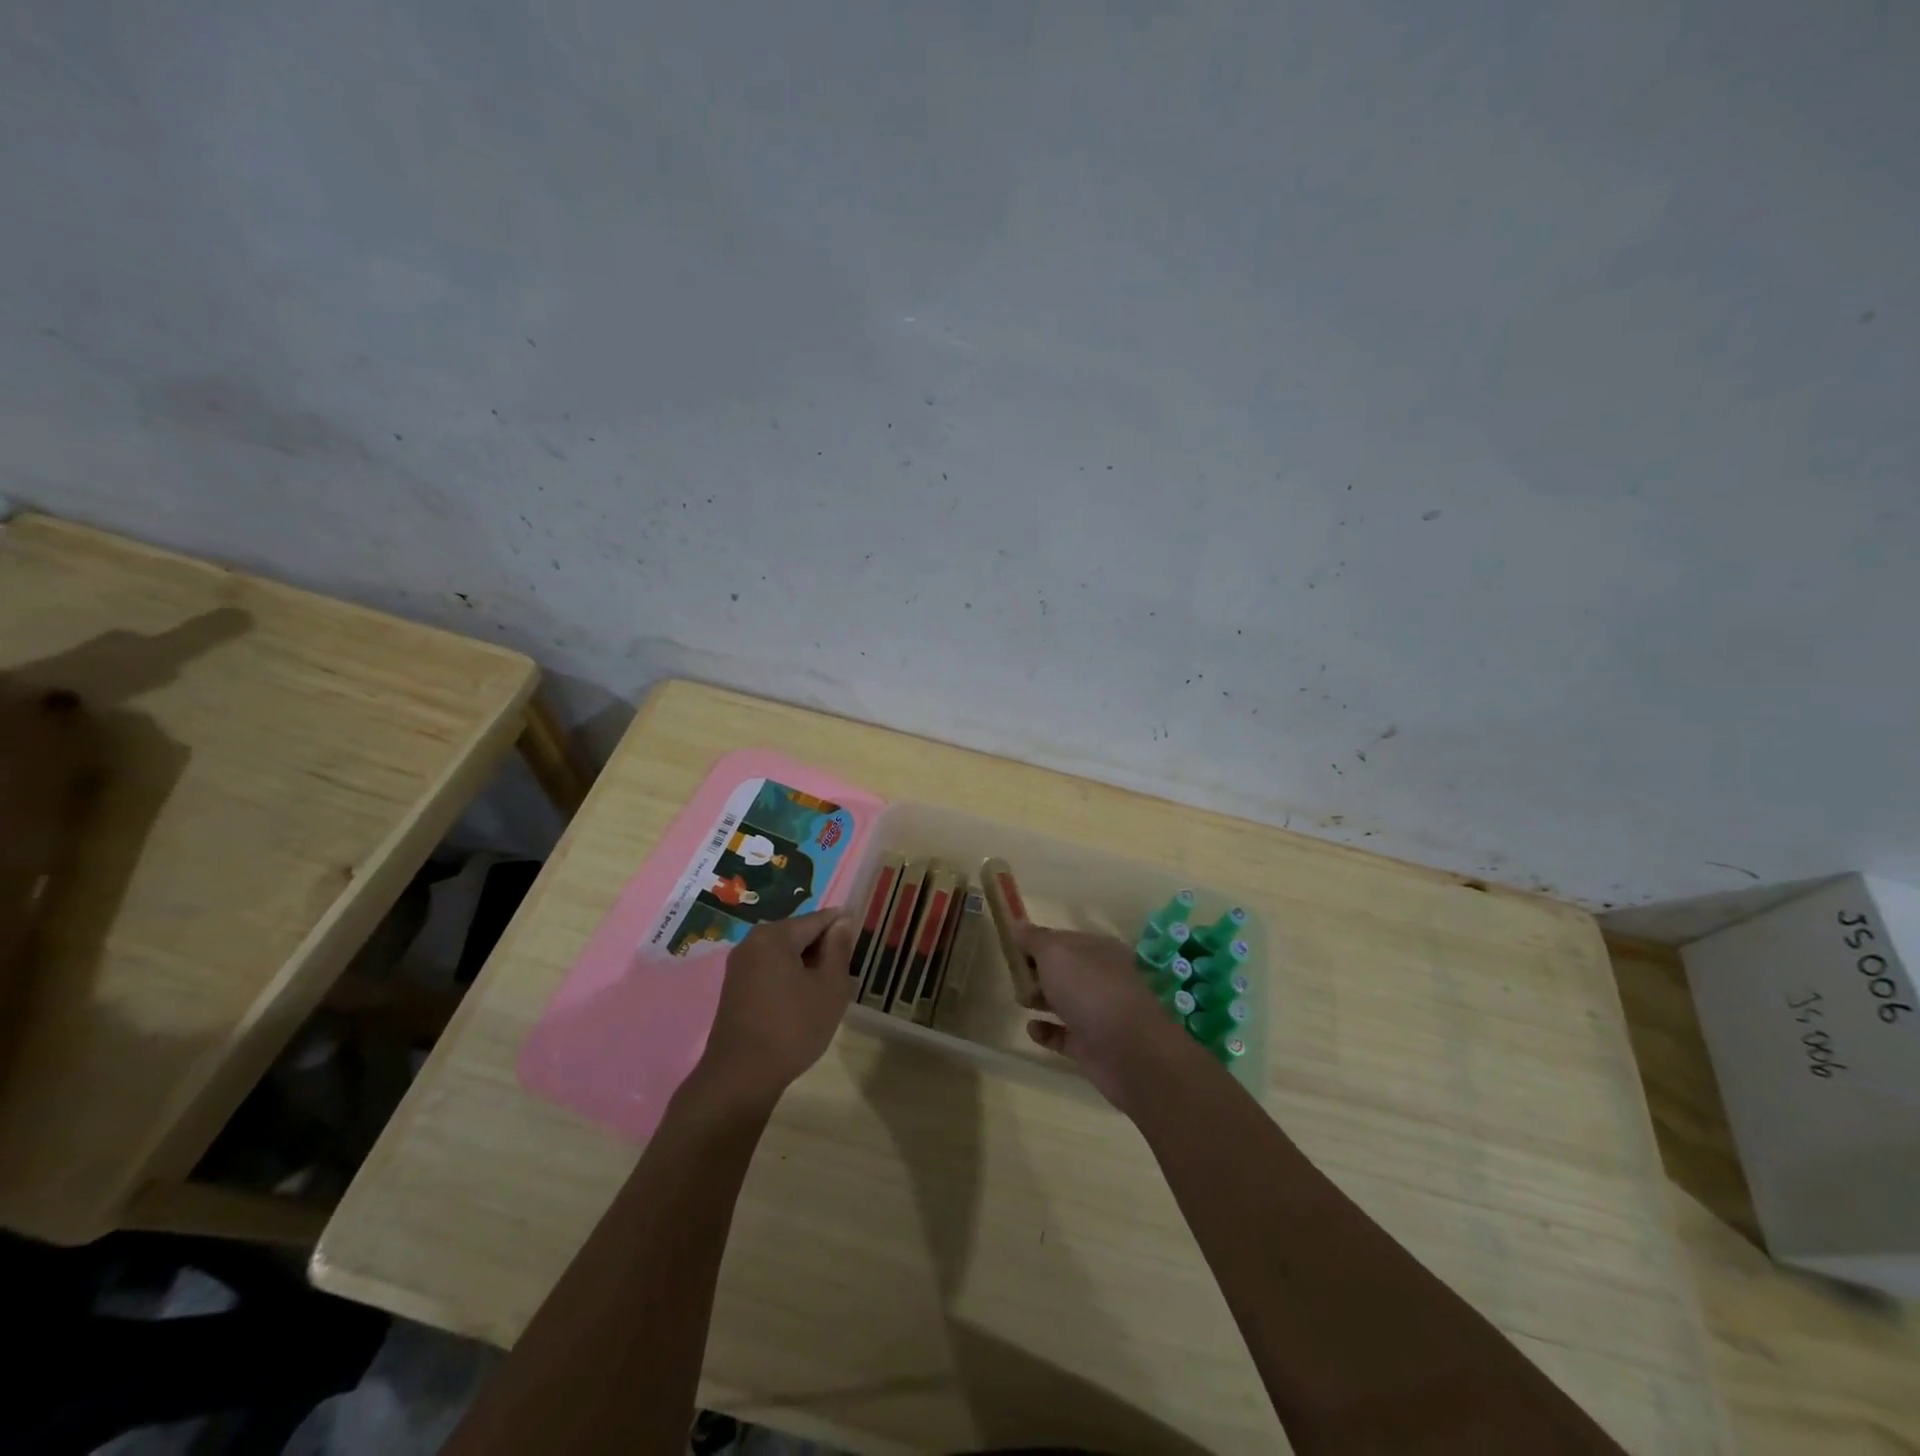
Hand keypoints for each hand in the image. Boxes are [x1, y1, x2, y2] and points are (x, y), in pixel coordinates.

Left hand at [694, 910, 857, 1113]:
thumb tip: (841, 922)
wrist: (741, 1077)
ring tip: (828, 991)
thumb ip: (838, 949)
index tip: (861, 940)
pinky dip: (790, 979)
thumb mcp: (829, 987)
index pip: (817, 919)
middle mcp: (752, 942)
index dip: (842, 926)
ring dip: (808, 967)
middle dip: (824, 949)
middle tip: (846, 974)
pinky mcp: (734, 989)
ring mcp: (739, 967)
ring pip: (785, 955)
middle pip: (798, 934)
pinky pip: (770, 971)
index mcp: (774, 935)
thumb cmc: (793, 1027)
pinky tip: (804, 1003)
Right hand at [1014, 922, 1202, 1112]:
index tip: (1012, 947)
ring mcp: (1098, 1014)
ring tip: (1019, 999)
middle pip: (1065, 971)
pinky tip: (1031, 1029)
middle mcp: (1101, 979)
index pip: (1064, 940)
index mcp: (1099, 950)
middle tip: (1013, 975)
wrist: (1128, 1051)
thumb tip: (1017, 925)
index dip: (1038, 942)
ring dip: (1041, 998)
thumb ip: (1035, 939)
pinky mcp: (1091, 1046)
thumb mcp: (1056, 953)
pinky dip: (1048, 1031)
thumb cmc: (1090, 989)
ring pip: (1064, 1001)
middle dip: (1038, 971)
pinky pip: (1064, 1035)